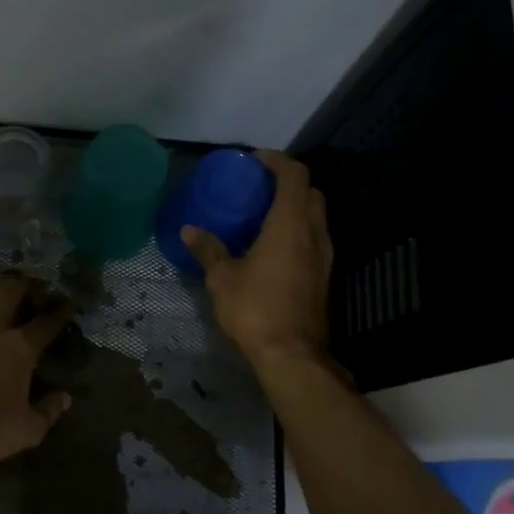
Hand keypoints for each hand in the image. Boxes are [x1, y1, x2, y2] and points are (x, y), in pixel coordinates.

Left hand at [0, 273, 73, 474]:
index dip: (61, 311)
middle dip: (27, 284)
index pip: (47, 322)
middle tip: (34, 286)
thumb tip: (65, 398)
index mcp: (21, 348)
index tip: (68, 303)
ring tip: (0, 289)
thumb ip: (49, 411)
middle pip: (12, 290)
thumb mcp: (28, 430)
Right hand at [182, 150, 334, 371]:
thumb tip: (189, 229)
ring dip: (295, 208)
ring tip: (264, 215)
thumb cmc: (255, 308)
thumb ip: (208, 249)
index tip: (255, 160)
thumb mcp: (223, 277)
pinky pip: (314, 239)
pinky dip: (298, 231)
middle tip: (259, 187)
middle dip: (288, 182)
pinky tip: (274, 247)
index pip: (295, 175)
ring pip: (316, 217)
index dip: (277, 161)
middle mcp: (314, 233)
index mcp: (290, 224)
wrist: (292, 354)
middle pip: (311, 192)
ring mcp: (324, 256)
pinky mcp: (324, 276)